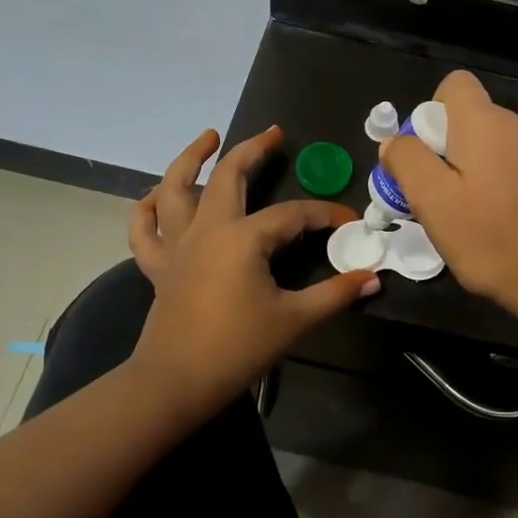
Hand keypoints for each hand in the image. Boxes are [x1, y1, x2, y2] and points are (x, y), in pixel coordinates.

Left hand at [128, 127, 377, 423]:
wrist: (175, 383)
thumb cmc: (237, 349)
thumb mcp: (294, 320)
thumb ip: (335, 294)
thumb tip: (372, 278)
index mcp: (243, 238)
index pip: (293, 214)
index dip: (324, 215)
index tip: (350, 221)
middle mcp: (207, 229)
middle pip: (228, 176)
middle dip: (253, 150)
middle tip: (274, 134)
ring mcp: (177, 245)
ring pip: (175, 188)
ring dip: (190, 159)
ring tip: (207, 138)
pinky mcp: (158, 265)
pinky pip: (145, 229)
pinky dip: (148, 208)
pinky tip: (157, 196)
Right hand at [380, 72, 517, 352]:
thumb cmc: (493, 239)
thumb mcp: (433, 202)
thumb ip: (407, 161)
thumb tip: (394, 141)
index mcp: (485, 122)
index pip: (454, 84)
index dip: (429, 112)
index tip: (423, 156)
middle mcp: (517, 125)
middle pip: (468, 118)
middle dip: (443, 148)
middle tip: (433, 196)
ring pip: (489, 145)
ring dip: (468, 170)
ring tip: (462, 216)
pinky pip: (511, 166)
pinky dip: (495, 185)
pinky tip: (494, 223)